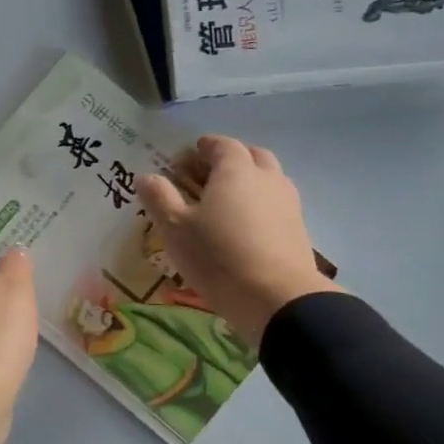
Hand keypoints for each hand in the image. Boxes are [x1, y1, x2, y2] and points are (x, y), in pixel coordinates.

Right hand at [135, 136, 341, 346]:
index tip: (189, 156)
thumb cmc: (218, 256)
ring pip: (269, 179)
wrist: (276, 298)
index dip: (204, 147)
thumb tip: (145, 176)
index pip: (222, 145)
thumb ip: (160, 198)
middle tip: (208, 176)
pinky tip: (247, 228)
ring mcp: (288, 203)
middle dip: (230, 159)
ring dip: (249, 182)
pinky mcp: (298, 230)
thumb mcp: (176, 228)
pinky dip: (261, 206)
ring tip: (227, 203)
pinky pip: (277, 205)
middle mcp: (266, 178)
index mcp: (236, 170)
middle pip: (252, 156)